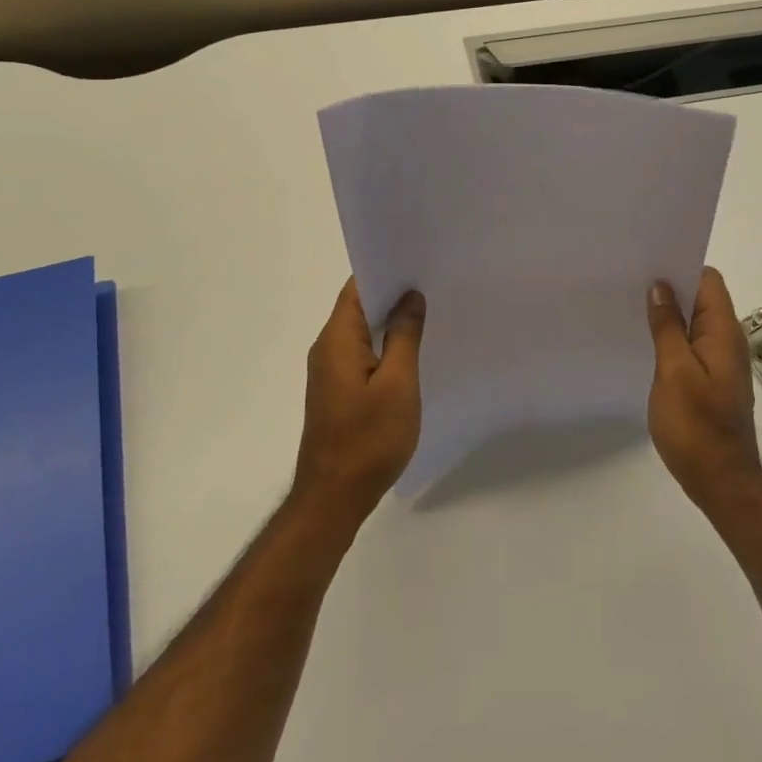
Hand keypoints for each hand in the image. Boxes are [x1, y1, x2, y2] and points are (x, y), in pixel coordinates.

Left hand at [292, 278, 425, 527]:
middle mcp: (327, 348)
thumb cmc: (368, 439)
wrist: (334, 498)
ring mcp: (330, 371)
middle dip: (393, 294)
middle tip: (433, 286)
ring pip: (362, 331)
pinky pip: (361, 354)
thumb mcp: (398, 384)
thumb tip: (410, 296)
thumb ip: (404, 336)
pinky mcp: (337, 391)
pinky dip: (384, 346)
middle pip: (359, 306)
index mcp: (337, 339)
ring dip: (390, 322)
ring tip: (429, 313)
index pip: (357, 287)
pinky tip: (411, 352)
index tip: (419, 263)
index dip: (386, 271)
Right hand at [646, 268, 761, 509]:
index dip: (681, 266)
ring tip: (632, 307)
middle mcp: (727, 340)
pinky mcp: (711, 379)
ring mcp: (720, 361)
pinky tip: (646, 342)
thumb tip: (660, 286)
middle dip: (670, 287)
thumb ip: (668, 327)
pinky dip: (672, 336)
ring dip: (669, 313)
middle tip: (630, 282)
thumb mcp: (675, 371)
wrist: (720, 481)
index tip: (648, 263)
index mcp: (724, 332)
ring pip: (694, 322)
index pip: (708, 280)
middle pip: (701, 298)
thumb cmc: (696, 426)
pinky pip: (691, 344)